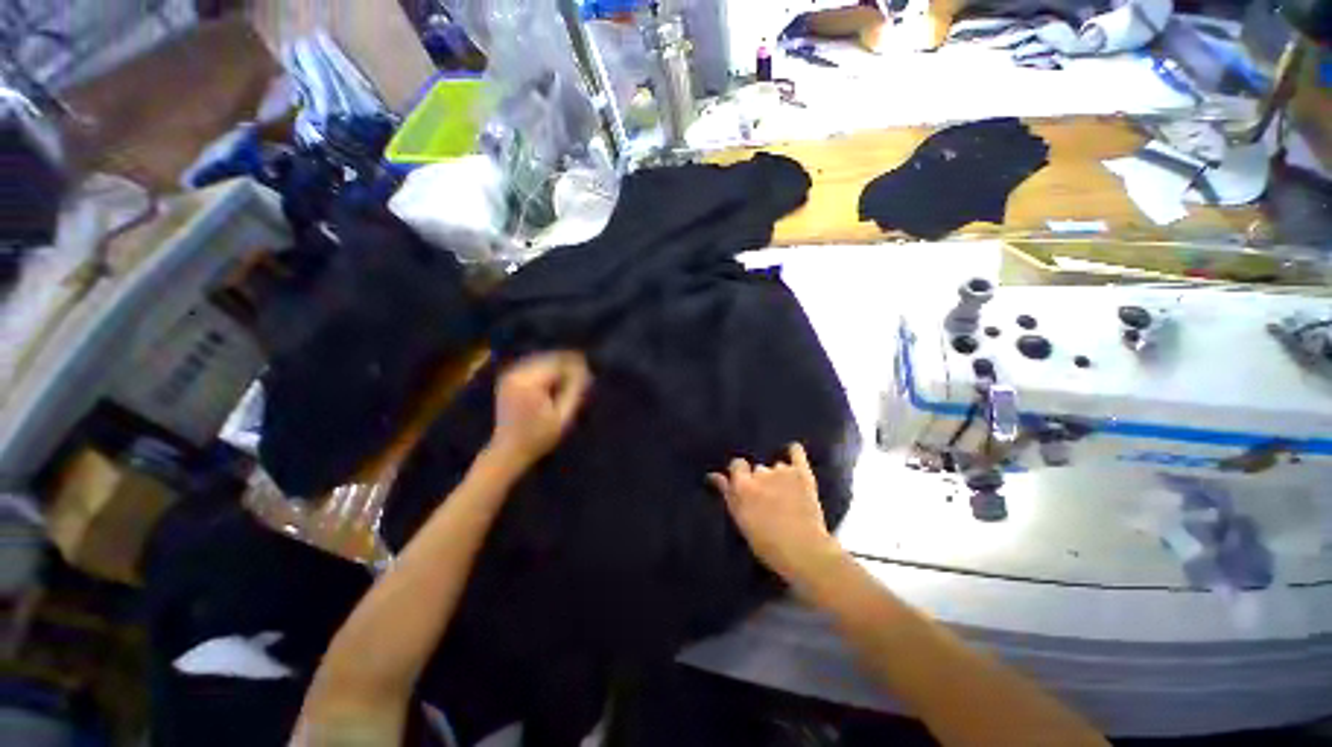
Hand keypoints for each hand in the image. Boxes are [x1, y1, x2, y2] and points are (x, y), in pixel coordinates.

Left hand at [488, 352, 591, 469]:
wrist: (508, 451)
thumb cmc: (539, 437)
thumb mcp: (563, 416)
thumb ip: (575, 391)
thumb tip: (586, 370)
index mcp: (528, 382)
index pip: (558, 363)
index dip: (577, 367)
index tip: (590, 376)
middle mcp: (516, 373)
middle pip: (550, 358)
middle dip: (568, 365)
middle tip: (583, 377)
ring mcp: (510, 374)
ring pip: (542, 360)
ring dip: (558, 367)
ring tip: (571, 380)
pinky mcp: (508, 378)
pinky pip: (533, 366)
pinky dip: (547, 370)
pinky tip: (555, 382)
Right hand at [709, 443, 841, 584]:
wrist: (804, 551)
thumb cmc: (768, 543)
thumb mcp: (741, 521)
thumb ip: (727, 494)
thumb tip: (714, 475)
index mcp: (742, 486)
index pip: (736, 465)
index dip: (741, 474)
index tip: (746, 487)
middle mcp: (759, 473)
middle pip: (758, 468)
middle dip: (761, 480)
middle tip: (769, 499)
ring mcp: (781, 471)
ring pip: (776, 466)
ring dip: (779, 475)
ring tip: (787, 494)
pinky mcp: (802, 473)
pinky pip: (797, 453)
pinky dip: (795, 452)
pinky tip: (794, 453)